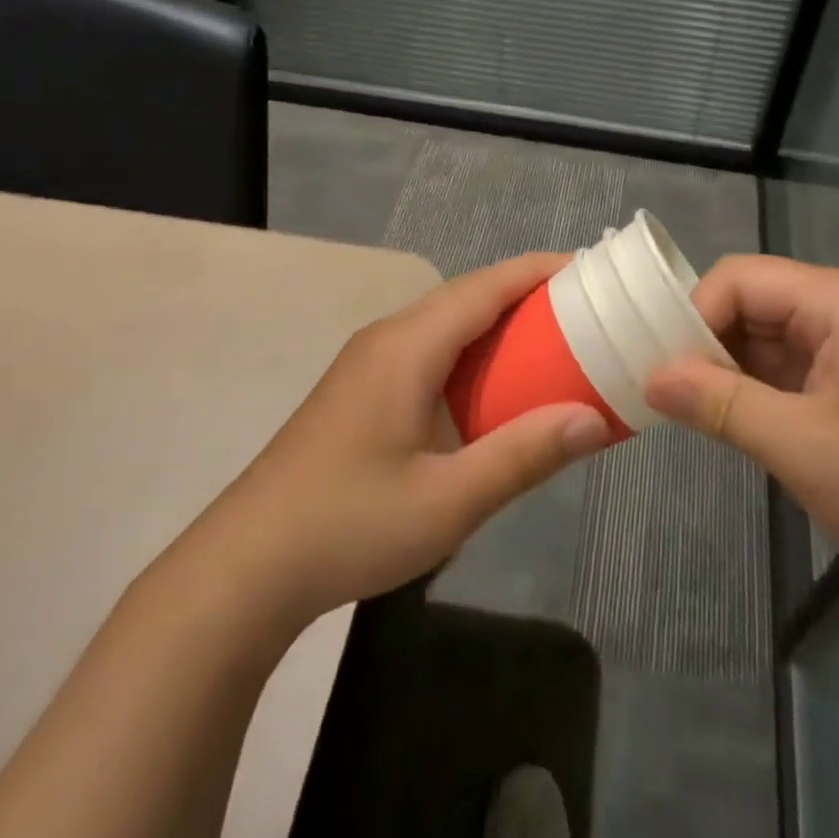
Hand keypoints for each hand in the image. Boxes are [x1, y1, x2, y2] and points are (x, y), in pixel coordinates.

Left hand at [204, 252, 611, 628]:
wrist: (244, 568)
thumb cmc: (349, 525)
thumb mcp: (448, 501)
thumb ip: (523, 456)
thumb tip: (594, 420)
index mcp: (408, 346)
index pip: (486, 286)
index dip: (539, 270)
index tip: (591, 269)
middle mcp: (388, 338)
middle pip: (468, 296)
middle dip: (526, 294)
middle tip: (586, 310)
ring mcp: (369, 363)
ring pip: (447, 323)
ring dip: (499, 324)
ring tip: (553, 341)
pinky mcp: (361, 390)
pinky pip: (430, 350)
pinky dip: (473, 352)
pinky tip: (493, 387)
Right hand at [643, 255, 838, 595]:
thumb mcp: (804, 446)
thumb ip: (721, 404)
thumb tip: (651, 377)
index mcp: (836, 300)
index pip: (739, 279)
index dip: (694, 315)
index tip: (661, 369)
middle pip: (750, 303)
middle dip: (705, 343)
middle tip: (663, 393)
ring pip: (764, 338)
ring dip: (726, 370)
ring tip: (686, 411)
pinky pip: (786, 369)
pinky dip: (754, 391)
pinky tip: (729, 422)